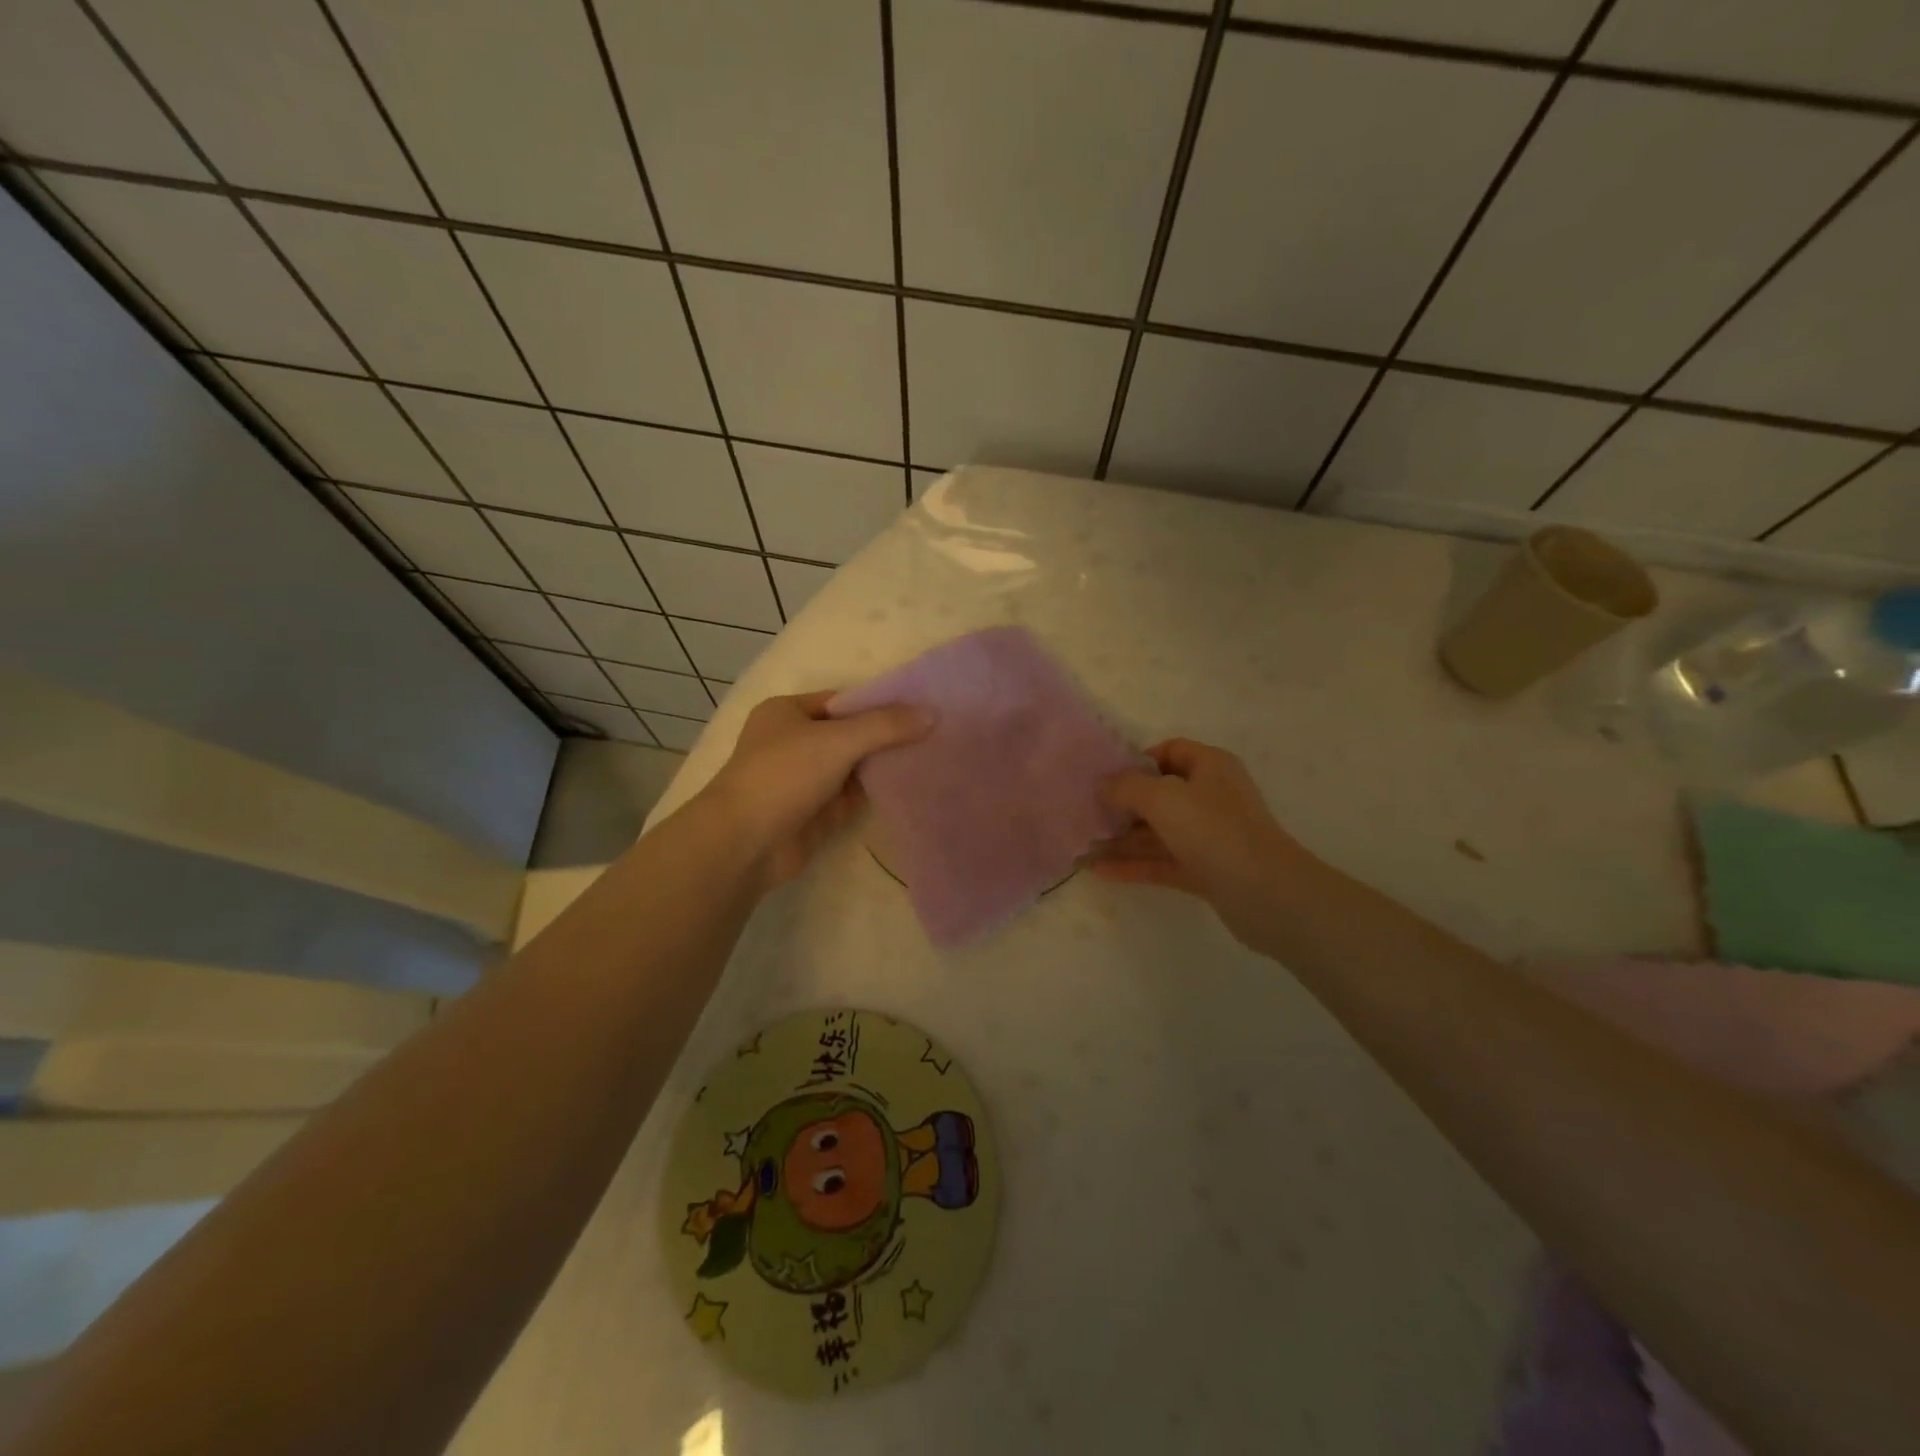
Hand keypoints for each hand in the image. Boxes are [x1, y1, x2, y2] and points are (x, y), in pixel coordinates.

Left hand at [699, 690, 931, 889]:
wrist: (746, 843)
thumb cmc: (784, 775)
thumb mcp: (837, 740)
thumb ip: (885, 726)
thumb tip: (931, 714)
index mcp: (788, 712)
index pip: (843, 701)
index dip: (880, 703)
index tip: (920, 707)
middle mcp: (796, 742)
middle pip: (851, 733)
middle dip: (887, 735)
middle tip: (935, 732)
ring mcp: (806, 779)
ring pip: (854, 766)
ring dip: (885, 764)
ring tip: (933, 756)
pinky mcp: (817, 812)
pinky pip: (854, 796)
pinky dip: (878, 791)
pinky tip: (913, 785)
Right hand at [1094, 739, 1318, 949]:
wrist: (1265, 892)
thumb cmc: (1213, 829)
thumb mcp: (1163, 797)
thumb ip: (1127, 787)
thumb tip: (1103, 783)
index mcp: (1210, 767)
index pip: (1170, 751)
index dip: (1138, 761)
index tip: (1106, 777)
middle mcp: (1211, 797)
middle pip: (1160, 794)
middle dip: (1123, 803)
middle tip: (1087, 812)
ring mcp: (1209, 836)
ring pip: (1158, 832)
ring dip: (1123, 838)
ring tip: (1083, 846)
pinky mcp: (1206, 871)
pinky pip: (1162, 862)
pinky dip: (1134, 864)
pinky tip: (1100, 870)